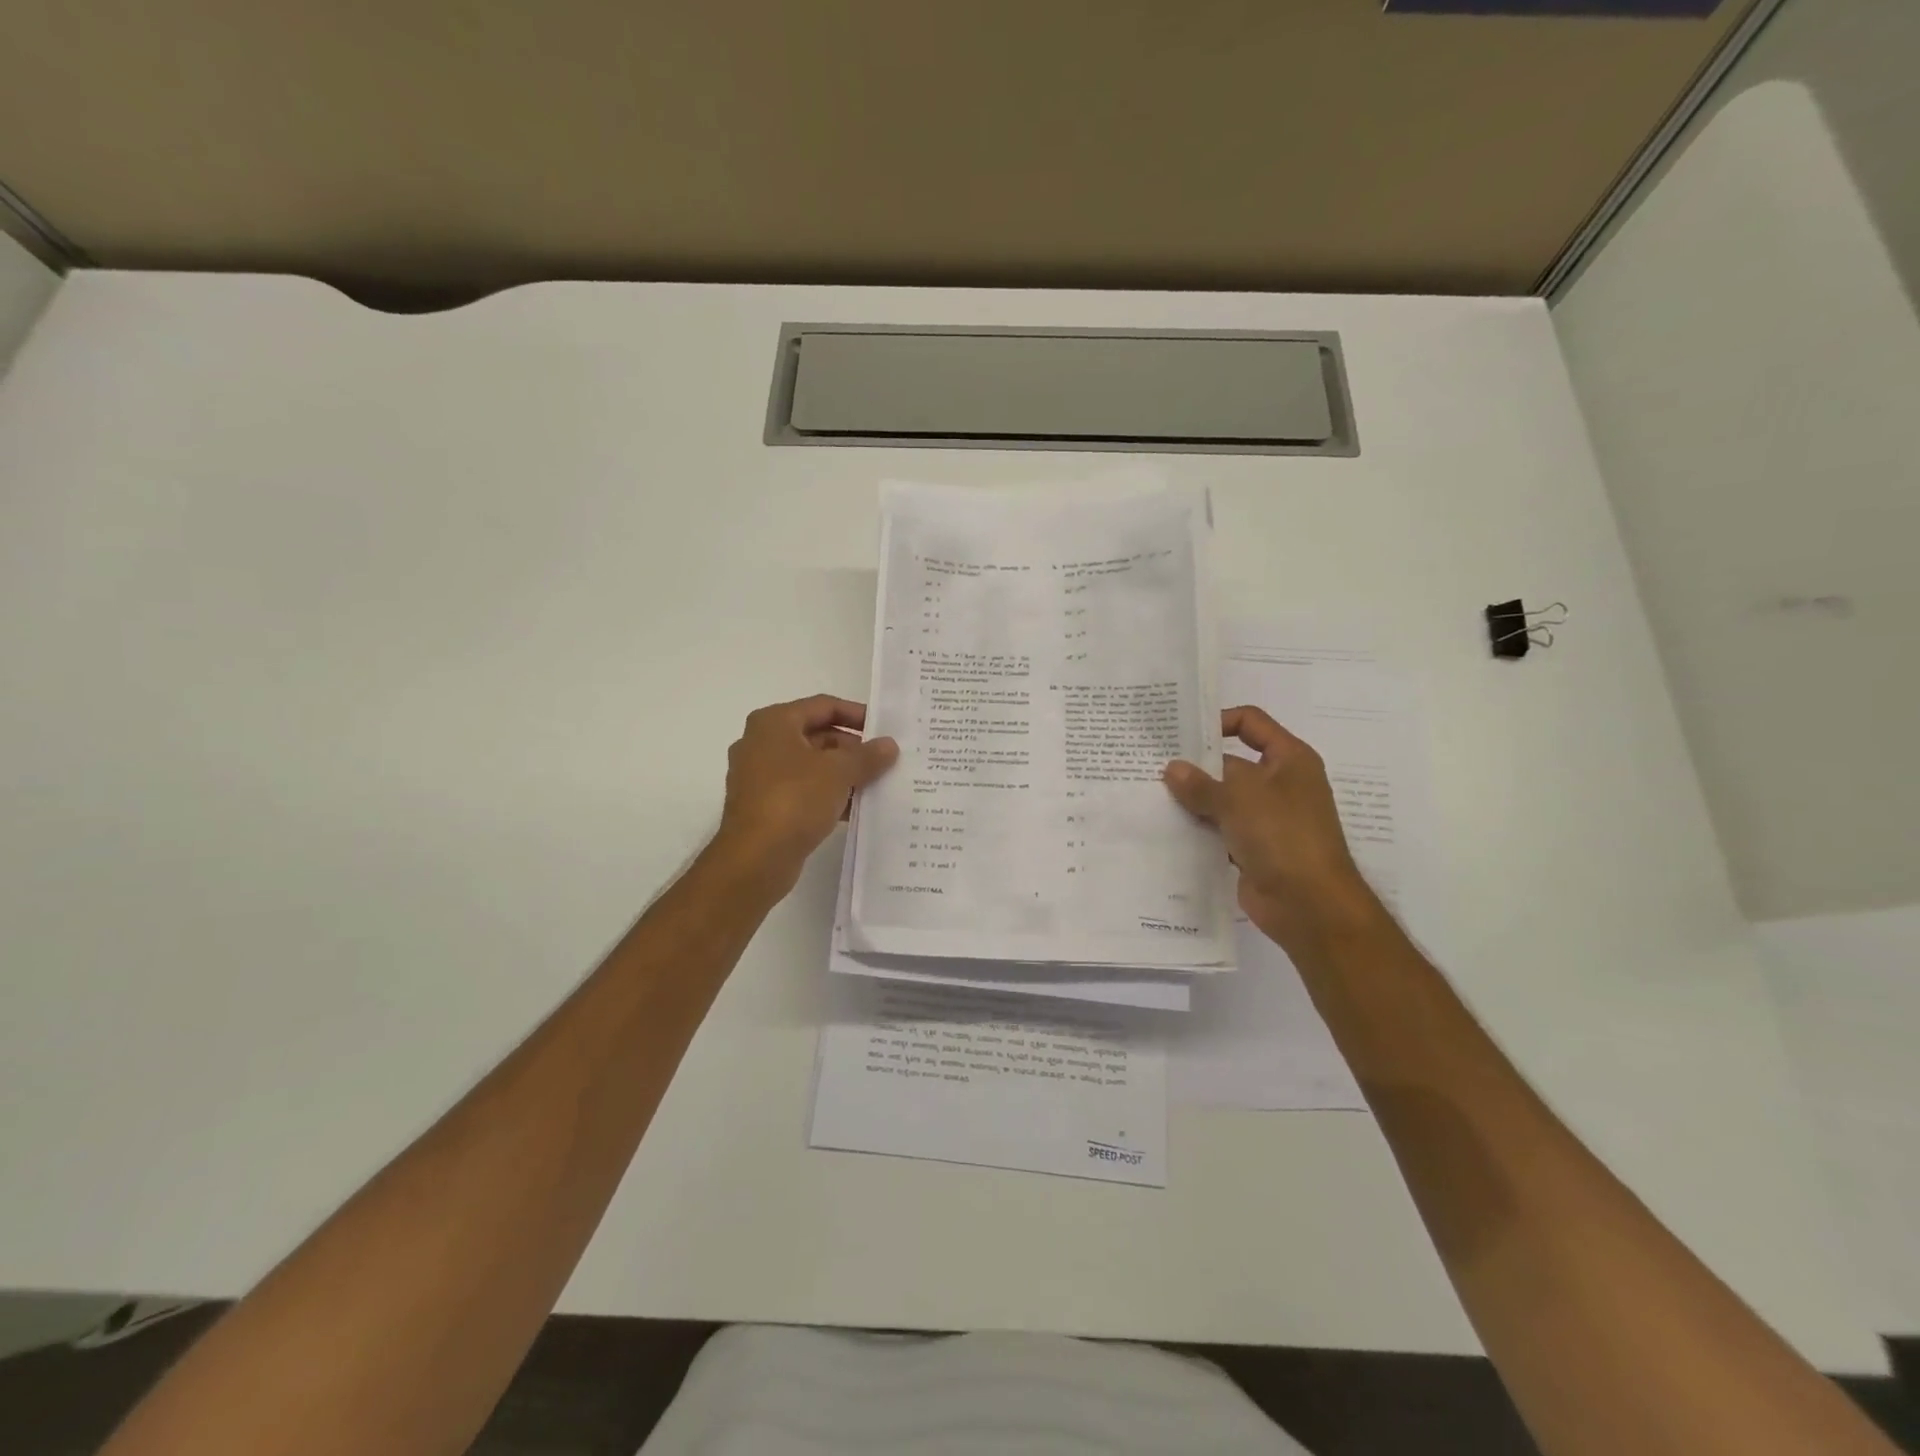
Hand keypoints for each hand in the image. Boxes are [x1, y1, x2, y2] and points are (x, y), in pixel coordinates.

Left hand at [711, 695, 898, 893]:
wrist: (755, 858)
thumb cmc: (794, 799)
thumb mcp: (839, 772)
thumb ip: (867, 756)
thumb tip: (889, 745)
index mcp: (774, 722)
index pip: (823, 706)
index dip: (857, 714)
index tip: (885, 729)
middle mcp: (762, 743)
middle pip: (817, 735)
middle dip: (852, 748)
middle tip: (884, 761)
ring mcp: (760, 776)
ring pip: (811, 766)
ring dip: (843, 774)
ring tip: (876, 784)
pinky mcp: (764, 806)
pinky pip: (802, 791)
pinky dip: (827, 795)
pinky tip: (855, 809)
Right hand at [1163, 706, 1382, 949]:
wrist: (1310, 905)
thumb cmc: (1282, 836)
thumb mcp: (1238, 799)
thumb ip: (1201, 783)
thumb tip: (1171, 769)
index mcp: (1289, 759)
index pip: (1251, 722)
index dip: (1218, 721)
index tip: (1181, 733)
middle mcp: (1279, 784)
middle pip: (1231, 763)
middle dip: (1195, 765)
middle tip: (1152, 764)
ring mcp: (1266, 818)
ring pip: (1222, 799)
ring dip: (1192, 799)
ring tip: (1150, 794)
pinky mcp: (1253, 848)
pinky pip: (1219, 829)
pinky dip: (1197, 828)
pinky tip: (1165, 827)